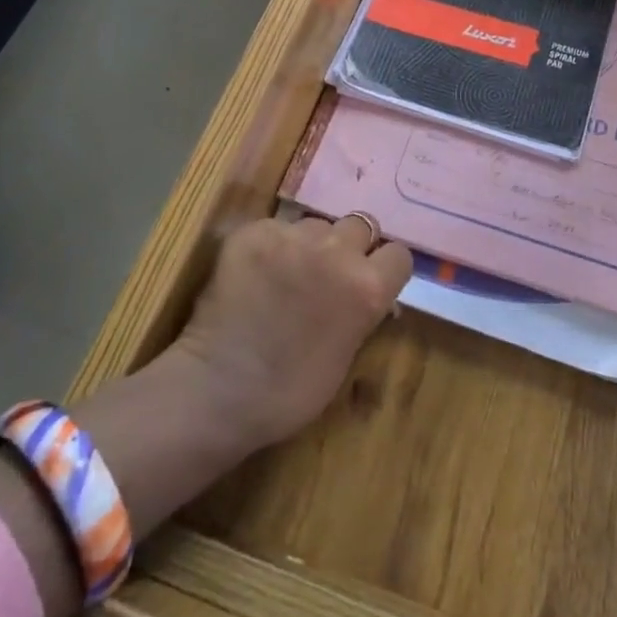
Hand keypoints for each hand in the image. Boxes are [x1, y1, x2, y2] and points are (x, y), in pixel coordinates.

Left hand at [170, 214, 412, 450]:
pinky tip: (256, 274)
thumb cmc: (289, 392)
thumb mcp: (348, 353)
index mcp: (367, 286)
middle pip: (360, 226)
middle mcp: (336, 251)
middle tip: (327, 273)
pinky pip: (276, 228)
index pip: (398, 254)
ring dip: (310, 244)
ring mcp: (292, 237)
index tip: (369, 281)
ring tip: (286, 274)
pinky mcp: (254, 233)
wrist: (218, 392)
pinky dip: (271, 246)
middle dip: (349, 247)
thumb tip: (367, 291)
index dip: (384, 268)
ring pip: (316, 224)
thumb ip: (363, 310)